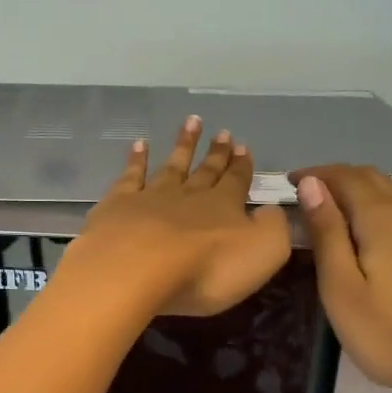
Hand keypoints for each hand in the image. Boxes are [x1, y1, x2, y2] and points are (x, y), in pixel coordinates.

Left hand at [63, 117, 290, 317]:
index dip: (242, 166)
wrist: (137, 270)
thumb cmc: (206, 269)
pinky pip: (131, 176)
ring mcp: (152, 197)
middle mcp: (190, 196)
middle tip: (223, 132)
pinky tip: (139, 145)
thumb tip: (271, 211)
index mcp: (225, 207)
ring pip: (172, 166)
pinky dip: (137, 159)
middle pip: (206, 171)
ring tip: (191, 122)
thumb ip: (272, 228)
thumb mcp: (263, 252)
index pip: (237, 182)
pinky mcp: (119, 205)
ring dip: (183, 145)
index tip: (244, 147)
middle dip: (217, 153)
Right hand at [291, 165, 391, 392]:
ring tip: (340, 207)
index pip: (344, 177)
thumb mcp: (342, 289)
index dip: (316, 174)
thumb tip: (311, 185)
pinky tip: (383, 227)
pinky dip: (388, 204)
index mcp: (382, 216)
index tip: (289, 183)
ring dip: (365, 189)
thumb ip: (327, 233)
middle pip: (373, 178)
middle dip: (338, 178)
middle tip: (309, 193)